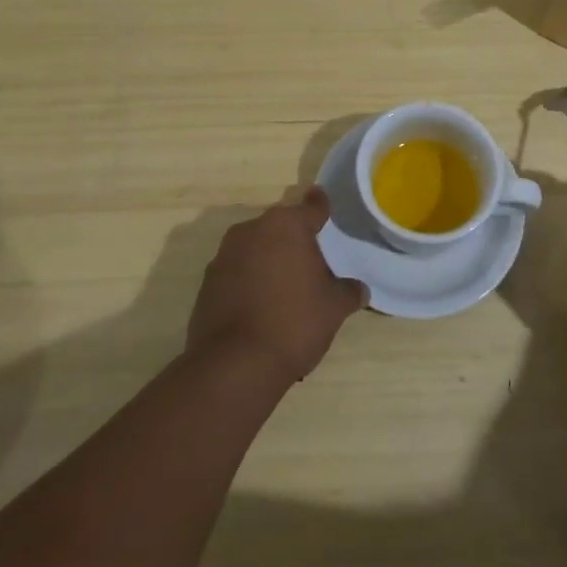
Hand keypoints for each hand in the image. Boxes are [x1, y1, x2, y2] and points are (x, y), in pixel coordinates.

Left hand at [187, 189, 367, 384]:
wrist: (234, 365)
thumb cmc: (294, 322)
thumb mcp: (334, 307)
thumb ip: (348, 291)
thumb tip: (359, 289)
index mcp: (287, 225)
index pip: (312, 207)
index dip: (320, 205)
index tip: (322, 201)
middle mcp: (253, 230)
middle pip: (281, 226)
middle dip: (294, 239)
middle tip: (312, 261)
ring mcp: (225, 255)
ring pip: (256, 248)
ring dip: (270, 259)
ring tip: (286, 288)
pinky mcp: (207, 282)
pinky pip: (237, 272)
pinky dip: (249, 281)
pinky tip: (261, 306)